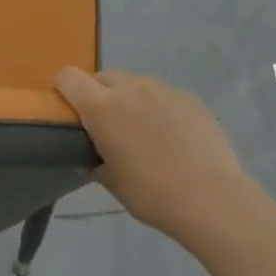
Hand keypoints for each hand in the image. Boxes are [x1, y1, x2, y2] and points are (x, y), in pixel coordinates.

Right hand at [55, 68, 258, 238]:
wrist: (211, 198)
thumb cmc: (151, 193)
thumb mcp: (111, 182)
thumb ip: (95, 162)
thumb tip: (91, 159)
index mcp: (101, 107)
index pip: (68, 77)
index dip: (63, 90)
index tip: (69, 113)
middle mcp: (130, 89)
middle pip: (102, 76)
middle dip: (98, 94)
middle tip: (105, 127)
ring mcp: (164, 90)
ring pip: (135, 84)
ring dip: (130, 100)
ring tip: (142, 132)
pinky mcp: (190, 98)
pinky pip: (164, 96)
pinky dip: (159, 109)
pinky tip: (172, 138)